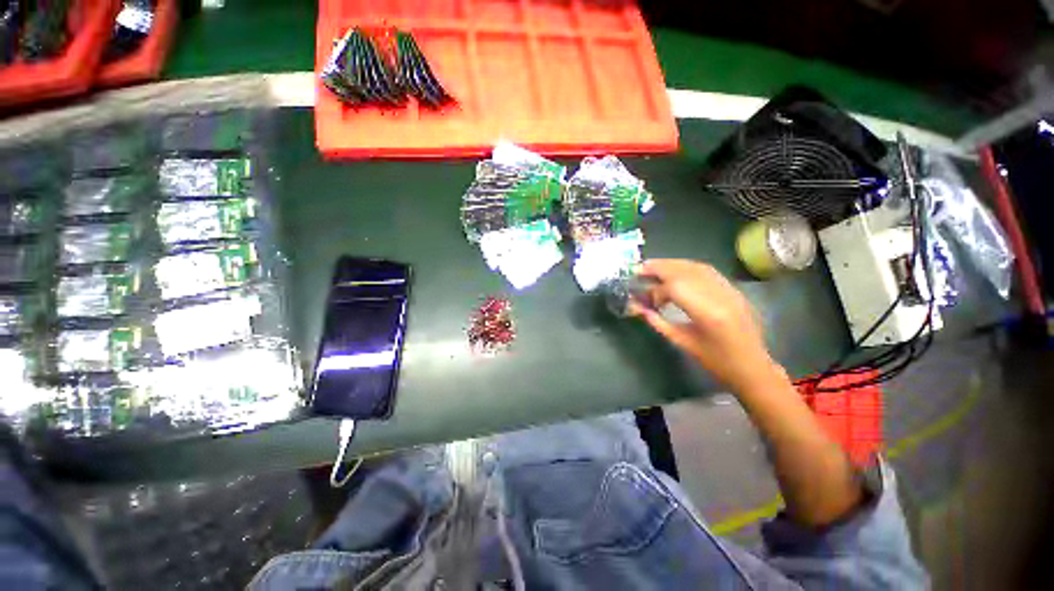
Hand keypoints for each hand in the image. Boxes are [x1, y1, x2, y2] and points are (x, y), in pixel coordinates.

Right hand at [631, 259, 779, 392]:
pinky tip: (675, 272)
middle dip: (659, 267)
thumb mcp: (682, 343)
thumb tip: (637, 307)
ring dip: (672, 264)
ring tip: (653, 267)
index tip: (642, 295)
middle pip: (685, 270)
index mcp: (708, 313)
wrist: (753, 367)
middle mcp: (720, 295)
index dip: (655, 289)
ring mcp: (729, 289)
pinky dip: (686, 267)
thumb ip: (657, 322)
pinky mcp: (733, 289)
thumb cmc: (716, 362)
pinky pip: (707, 271)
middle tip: (640, 269)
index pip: (675, 287)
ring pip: (696, 266)